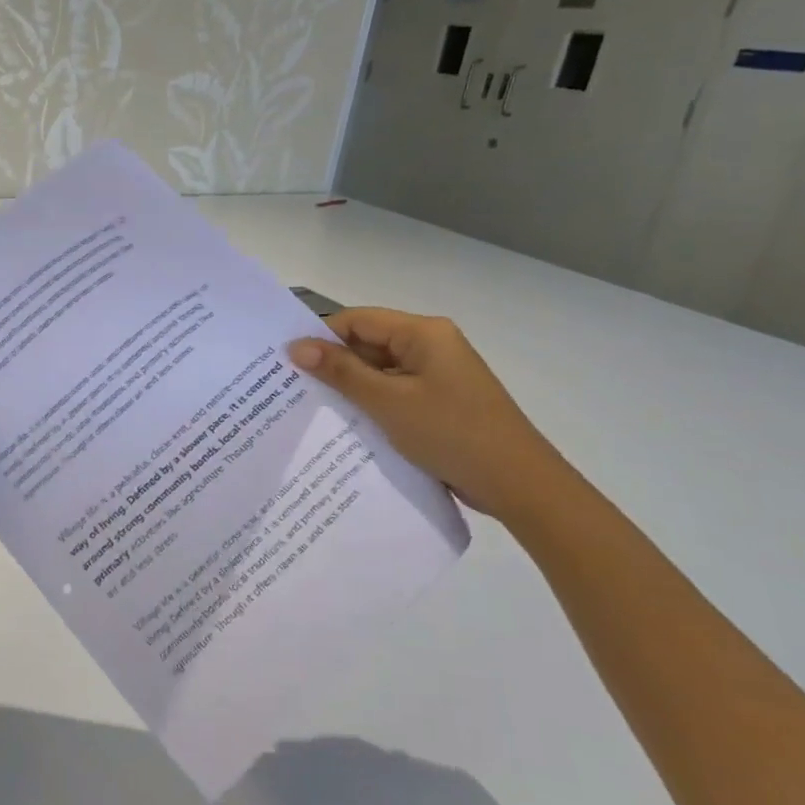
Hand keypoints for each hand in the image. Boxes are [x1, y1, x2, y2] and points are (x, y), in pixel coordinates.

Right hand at [288, 308, 567, 522]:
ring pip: (378, 371)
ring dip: (349, 388)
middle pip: (367, 344)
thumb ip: (341, 372)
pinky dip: (369, 405)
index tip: (286, 362)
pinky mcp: (438, 402)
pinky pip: (392, 393)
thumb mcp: (388, 402)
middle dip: (332, 364)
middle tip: (290, 387)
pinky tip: (344, 424)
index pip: (357, 320)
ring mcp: (436, 376)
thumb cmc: (451, 433)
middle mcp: (430, 346)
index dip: (320, 337)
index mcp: (423, 333)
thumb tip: (295, 346)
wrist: (518, 484)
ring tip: (309, 407)